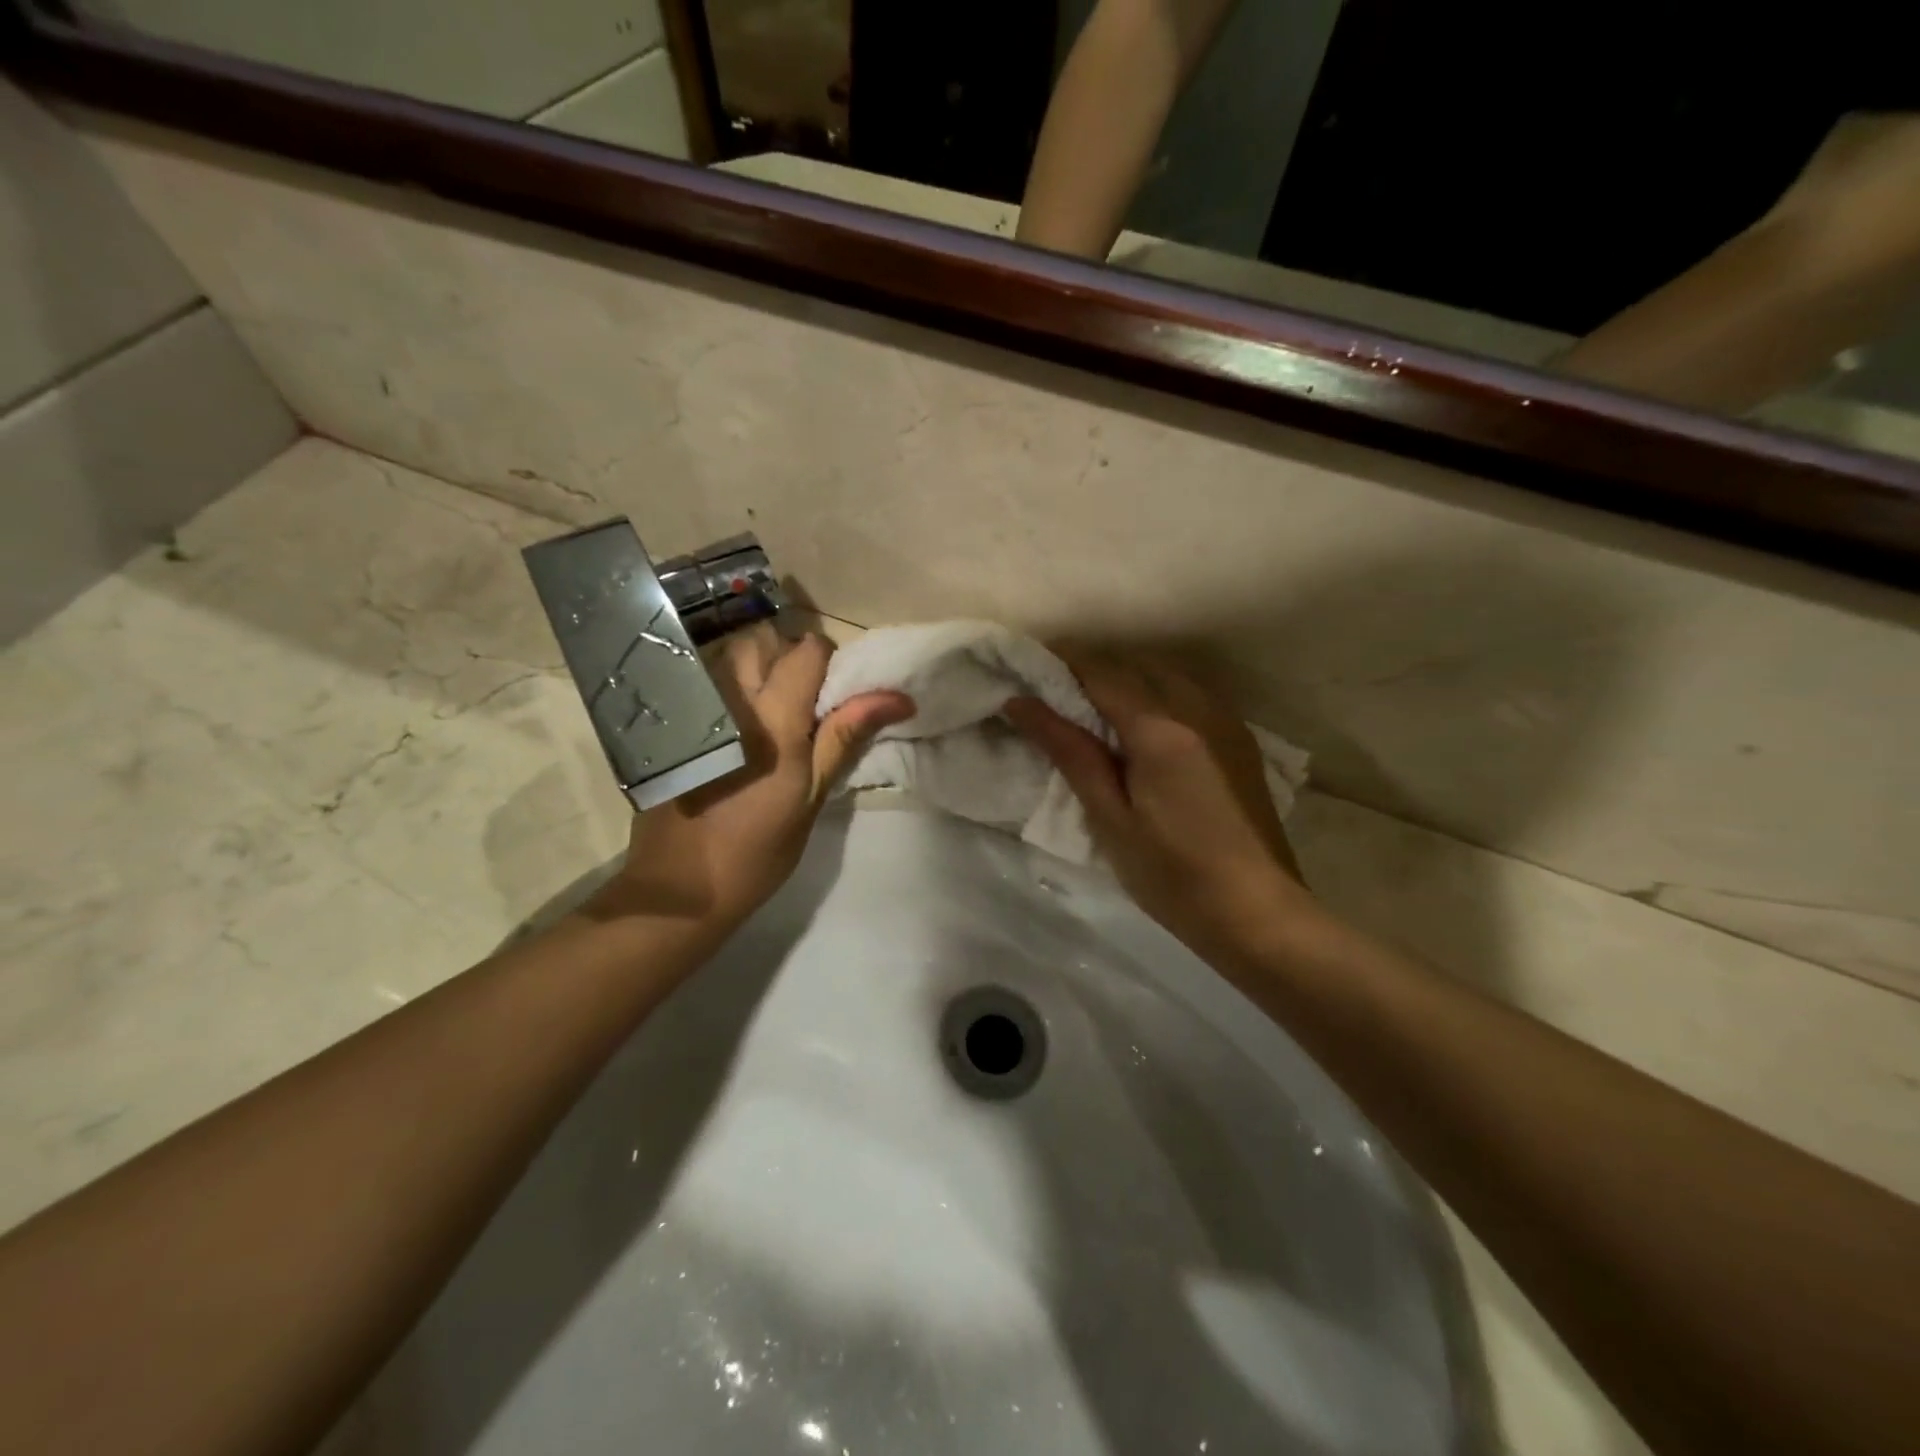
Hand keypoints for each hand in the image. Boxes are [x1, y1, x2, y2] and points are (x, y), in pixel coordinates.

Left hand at [592, 626, 913, 932]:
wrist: (680, 887)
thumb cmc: (758, 849)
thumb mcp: (811, 795)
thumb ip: (846, 735)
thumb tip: (898, 698)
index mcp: (773, 718)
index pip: (807, 650)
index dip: (827, 662)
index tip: (833, 695)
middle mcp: (730, 699)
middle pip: (761, 640)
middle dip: (785, 656)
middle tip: (799, 701)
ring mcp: (694, 709)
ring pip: (729, 657)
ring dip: (755, 670)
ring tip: (767, 715)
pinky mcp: (673, 724)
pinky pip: (706, 683)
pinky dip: (728, 690)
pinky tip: (734, 730)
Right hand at [1004, 652, 1311, 970]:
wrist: (1257, 912)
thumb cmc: (1172, 874)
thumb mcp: (1109, 817)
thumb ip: (1069, 751)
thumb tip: (1021, 703)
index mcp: (1161, 729)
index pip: (1101, 672)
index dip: (1060, 663)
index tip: (1027, 671)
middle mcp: (1197, 708)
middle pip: (1134, 665)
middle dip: (1091, 669)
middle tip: (1052, 694)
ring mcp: (1225, 720)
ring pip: (1165, 673)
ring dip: (1125, 678)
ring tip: (1091, 708)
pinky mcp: (1239, 738)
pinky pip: (1190, 692)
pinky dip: (1156, 693)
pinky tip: (1141, 724)